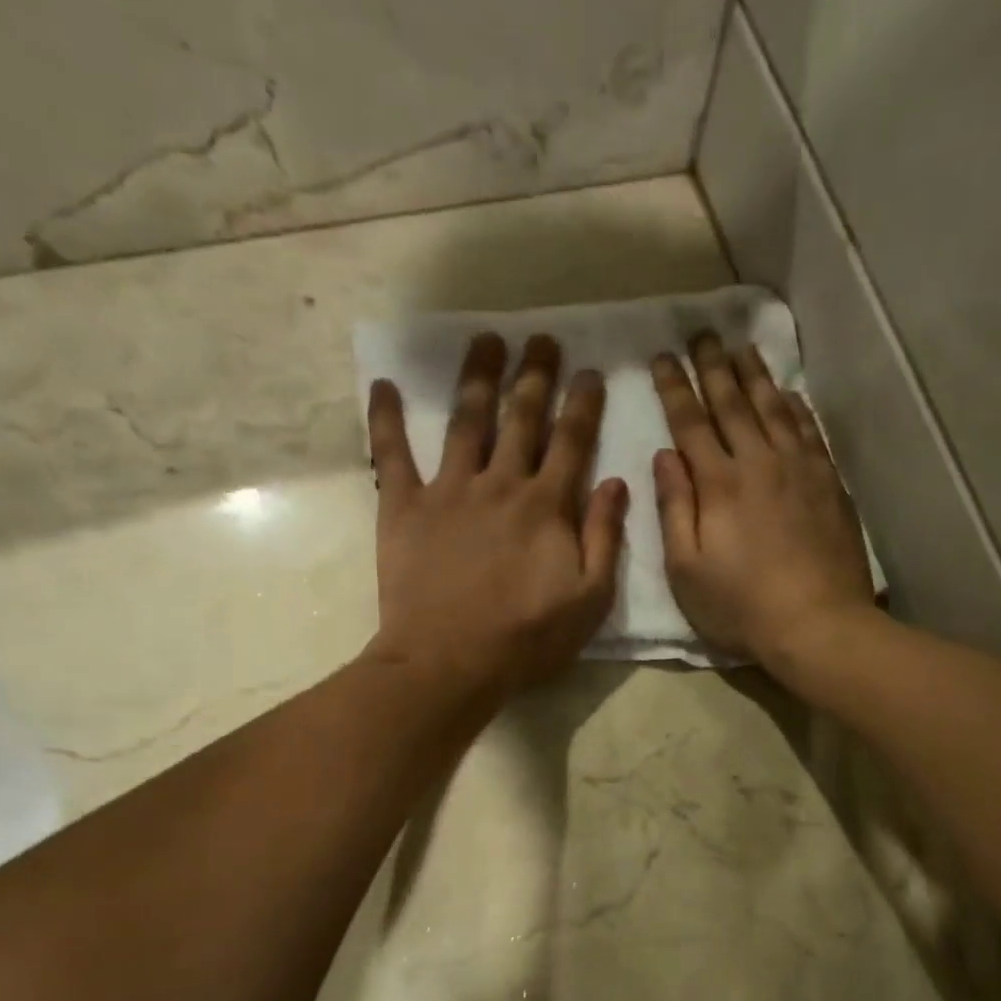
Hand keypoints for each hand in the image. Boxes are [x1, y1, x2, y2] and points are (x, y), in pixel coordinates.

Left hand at [367, 333, 626, 696]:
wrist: (450, 662)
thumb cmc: (526, 638)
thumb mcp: (589, 599)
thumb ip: (605, 538)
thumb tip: (616, 482)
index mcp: (548, 506)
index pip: (572, 442)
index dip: (583, 404)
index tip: (590, 372)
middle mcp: (500, 484)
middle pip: (521, 418)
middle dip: (535, 375)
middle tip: (542, 338)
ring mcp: (448, 490)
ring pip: (466, 421)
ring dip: (478, 378)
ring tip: (486, 341)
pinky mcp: (403, 507)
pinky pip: (391, 453)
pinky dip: (386, 418)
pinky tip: (384, 384)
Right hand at [651, 333, 873, 668]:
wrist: (818, 623)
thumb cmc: (741, 606)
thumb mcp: (687, 569)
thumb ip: (675, 509)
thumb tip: (665, 456)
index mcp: (719, 484)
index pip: (691, 422)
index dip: (675, 387)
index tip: (663, 356)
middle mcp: (759, 463)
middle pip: (733, 403)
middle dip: (714, 366)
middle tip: (703, 333)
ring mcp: (800, 469)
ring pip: (774, 409)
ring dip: (756, 376)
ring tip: (743, 347)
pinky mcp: (829, 484)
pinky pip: (811, 431)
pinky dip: (797, 407)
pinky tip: (790, 394)